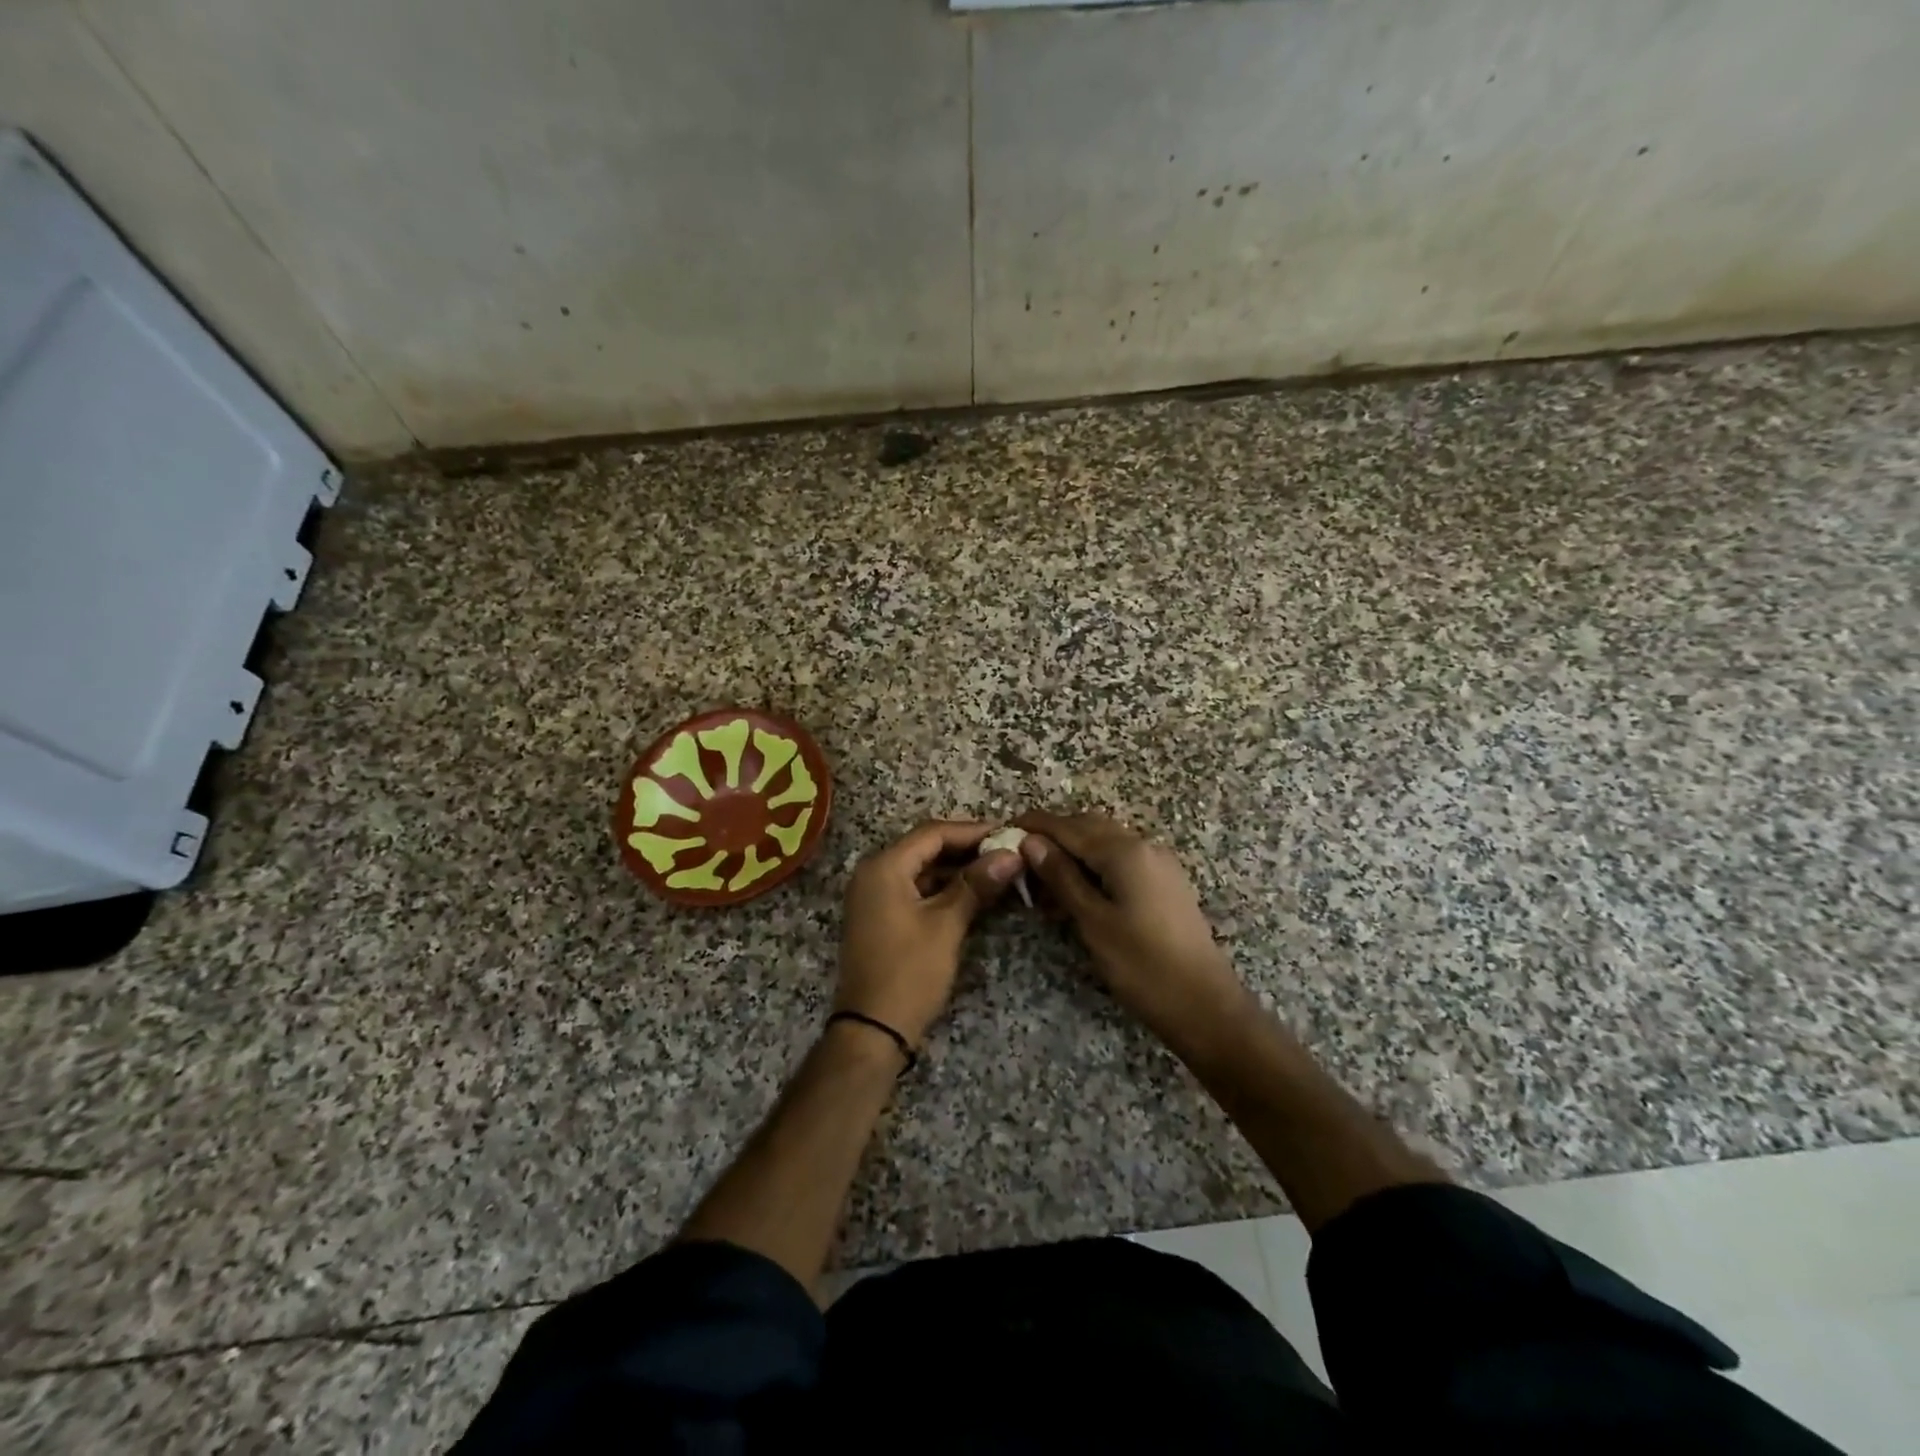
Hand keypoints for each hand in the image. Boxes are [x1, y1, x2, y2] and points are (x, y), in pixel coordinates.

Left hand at [836, 820, 1023, 1049]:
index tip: (1008, 833)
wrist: (872, 1030)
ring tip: (997, 870)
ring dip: (956, 869)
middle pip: (925, 848)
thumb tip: (1011, 854)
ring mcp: (874, 896)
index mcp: (883, 867)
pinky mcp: (880, 916)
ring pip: (921, 869)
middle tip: (1006, 851)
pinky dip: (942, 888)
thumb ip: (976, 884)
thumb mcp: (946, 925)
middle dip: (966, 848)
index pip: (933, 833)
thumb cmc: (909, 972)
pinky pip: (914, 889)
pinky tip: (972, 893)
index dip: (972, 831)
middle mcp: (873, 873)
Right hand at [1014, 810, 1250, 1052]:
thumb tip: (1031, 842)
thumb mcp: (1093, 921)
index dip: (1034, 825)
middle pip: (1088, 826)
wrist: (1205, 1005)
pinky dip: (1094, 866)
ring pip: (1105, 843)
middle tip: (1021, 859)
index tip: (1003, 829)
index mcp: (1124, 851)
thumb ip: (1061, 877)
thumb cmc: (1142, 966)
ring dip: (1073, 852)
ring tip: (1043, 883)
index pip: (1068, 826)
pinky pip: (1122, 860)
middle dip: (1053, 836)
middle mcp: (1144, 846)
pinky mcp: (1165, 882)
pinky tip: (1077, 893)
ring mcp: (1159, 863)